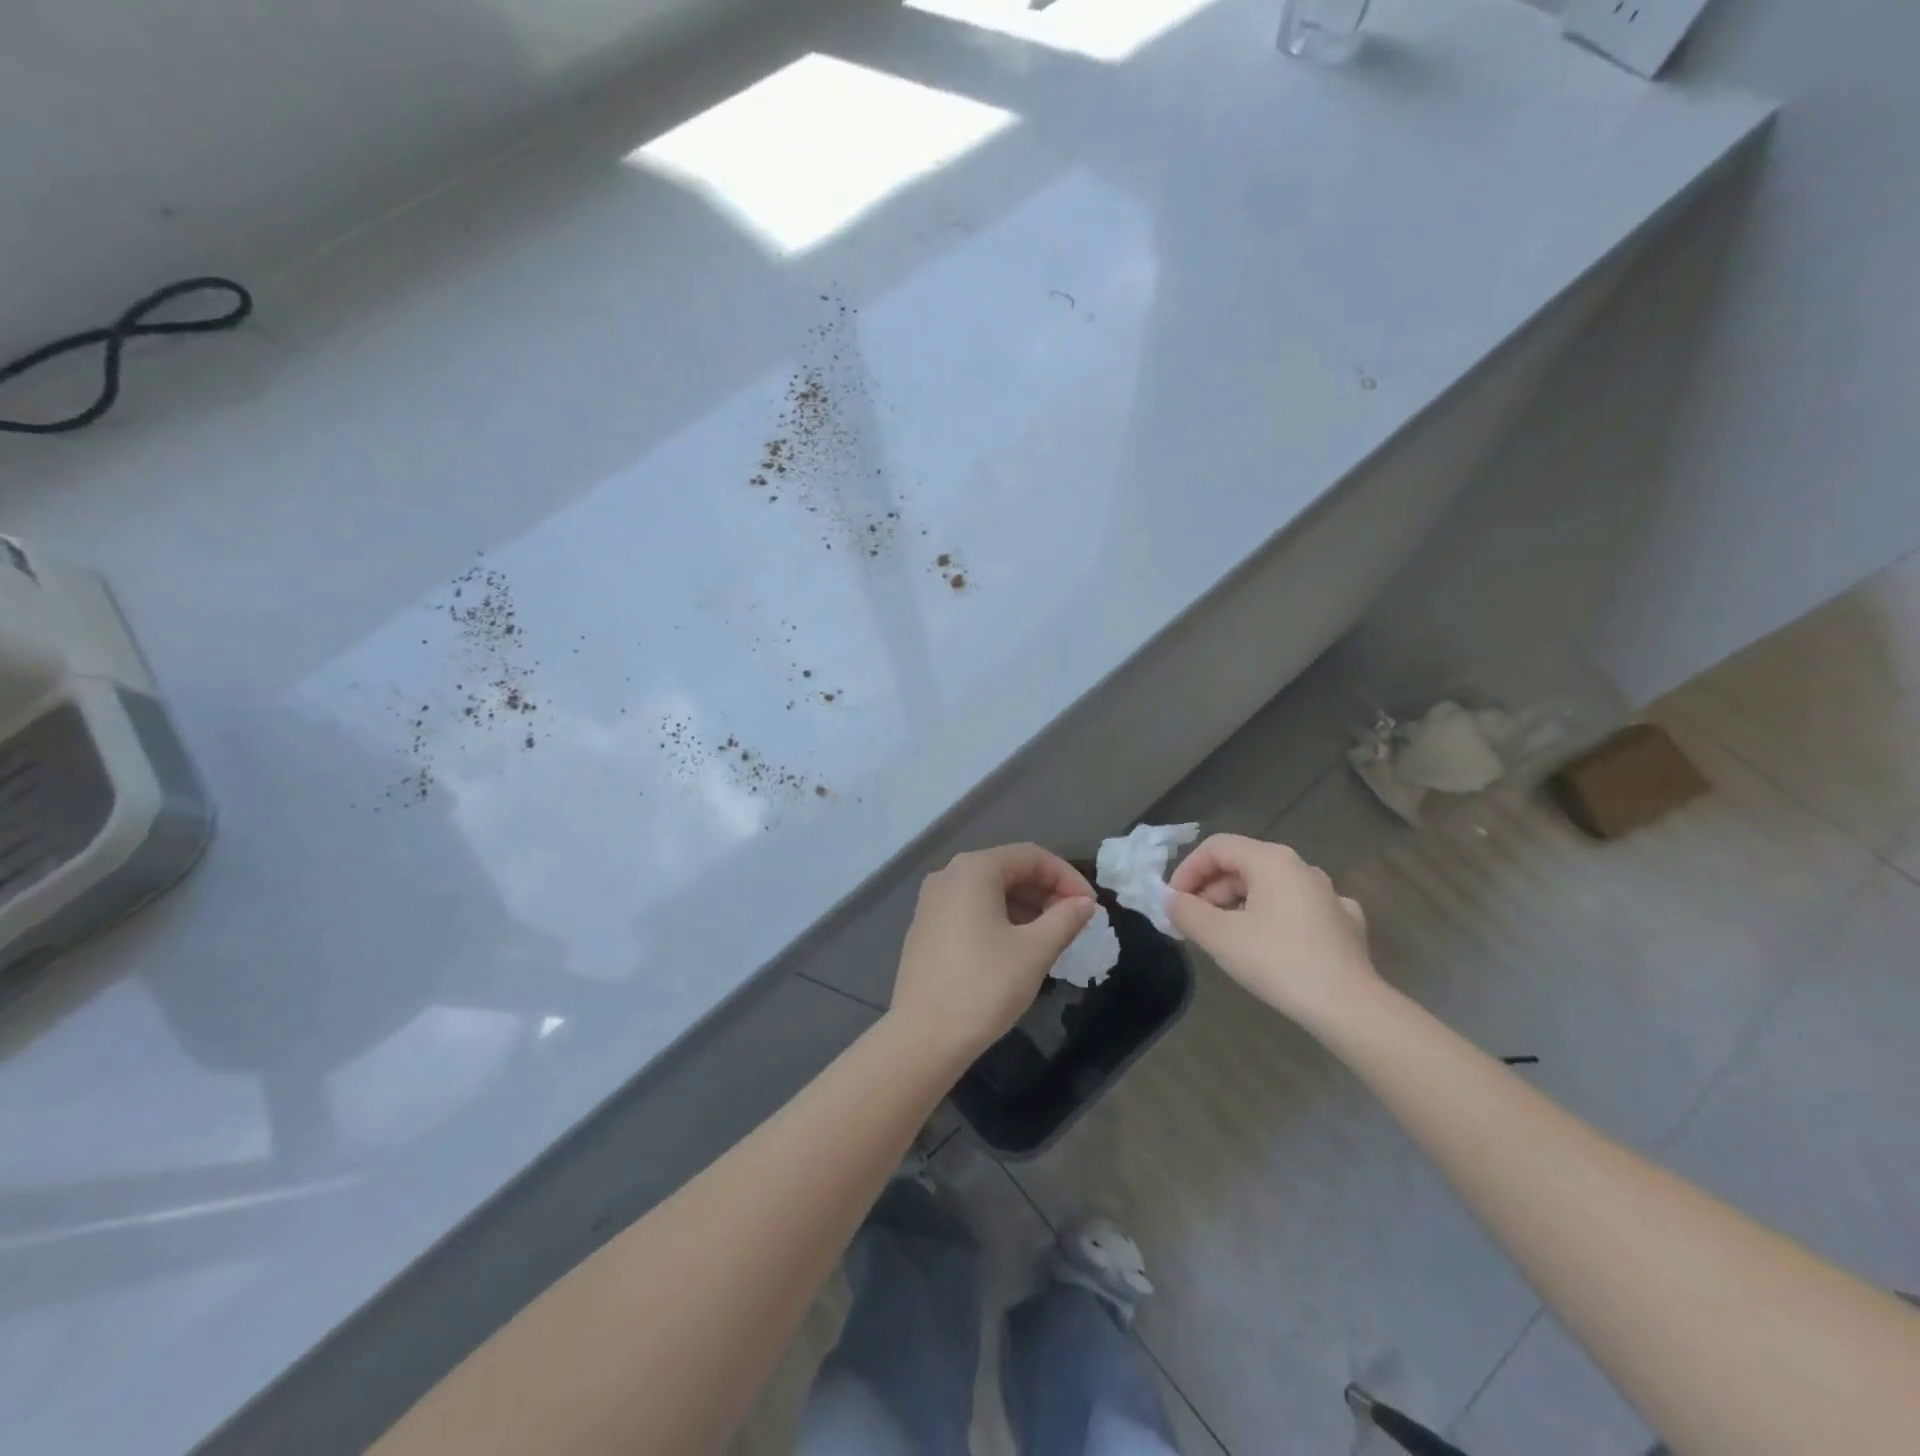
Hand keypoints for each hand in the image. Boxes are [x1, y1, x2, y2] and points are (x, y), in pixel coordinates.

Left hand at [891, 844, 1096, 1058]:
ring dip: (1027, 908)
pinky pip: (972, 910)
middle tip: (1075, 923)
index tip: (1092, 907)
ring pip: (991, 892)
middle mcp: (949, 876)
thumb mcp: (1035, 951)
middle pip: (1009, 870)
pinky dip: (1001, 919)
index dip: (1067, 877)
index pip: (1031, 856)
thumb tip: (1085, 903)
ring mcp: (932, 903)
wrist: (923, 1038)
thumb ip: (1065, 919)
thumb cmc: (984, 986)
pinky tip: (1019, 948)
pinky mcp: (926, 929)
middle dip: (1047, 892)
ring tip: (1053, 938)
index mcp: (974, 870)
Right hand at [1166, 834, 1378, 1026]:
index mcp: (1272, 860)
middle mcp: (1301, 867)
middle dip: (1211, 891)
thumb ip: (1187, 912)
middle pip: (1243, 865)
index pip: (1217, 847)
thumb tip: (1171, 901)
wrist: (1349, 1007)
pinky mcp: (1344, 923)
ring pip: (1270, 888)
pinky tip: (1271, 943)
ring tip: (1224, 937)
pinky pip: (1297, 909)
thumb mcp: (1219, 936)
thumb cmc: (1278, 961)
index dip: (1187, 870)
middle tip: (1193, 923)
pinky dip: (1274, 919)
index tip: (1173, 901)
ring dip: (1238, 905)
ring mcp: (1328, 894)